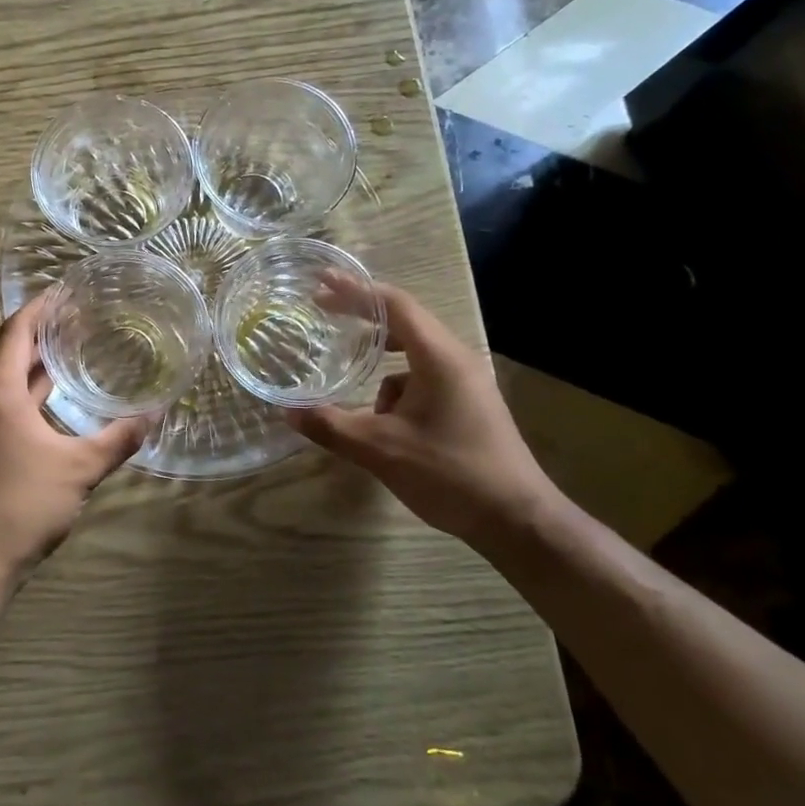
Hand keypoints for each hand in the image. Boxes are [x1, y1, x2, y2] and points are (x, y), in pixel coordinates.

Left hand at [0, 297, 148, 576]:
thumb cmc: (24, 505)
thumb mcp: (81, 468)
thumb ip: (120, 437)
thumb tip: (156, 413)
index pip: (17, 330)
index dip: (41, 307)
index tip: (67, 291)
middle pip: (3, 346)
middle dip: (36, 327)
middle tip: (74, 315)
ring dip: (28, 357)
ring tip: (66, 346)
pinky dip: (21, 384)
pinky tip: (49, 394)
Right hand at [284, 276, 563, 542]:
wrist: (518, 521)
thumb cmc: (450, 474)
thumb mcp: (381, 450)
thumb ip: (331, 426)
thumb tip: (286, 410)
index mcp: (439, 357)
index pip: (394, 305)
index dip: (356, 291)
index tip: (322, 284)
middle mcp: (456, 359)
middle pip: (404, 321)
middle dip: (362, 317)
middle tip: (323, 311)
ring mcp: (466, 382)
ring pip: (413, 354)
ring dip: (379, 360)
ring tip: (352, 376)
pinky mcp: (468, 404)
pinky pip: (423, 378)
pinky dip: (397, 387)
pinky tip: (384, 422)